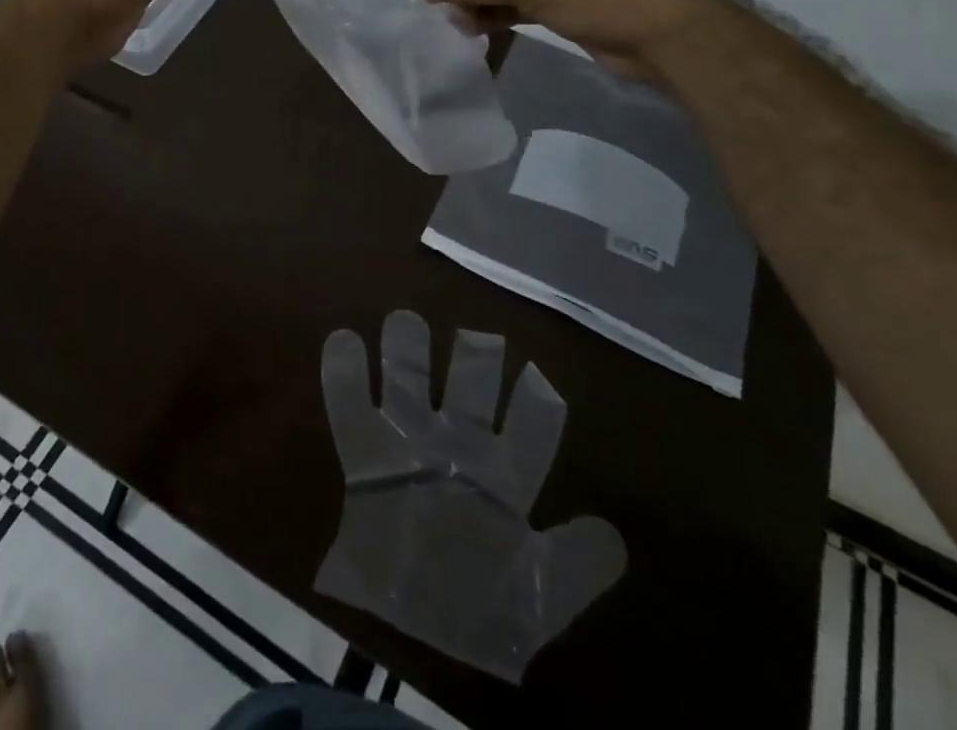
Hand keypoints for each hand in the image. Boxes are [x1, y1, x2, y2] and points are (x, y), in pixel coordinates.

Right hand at [315, 310, 626, 681]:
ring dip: (405, 349)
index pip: (530, 426)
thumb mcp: (537, 599)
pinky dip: (344, 374)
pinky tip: (344, 340)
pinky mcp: (364, 456)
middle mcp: (458, 446)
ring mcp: (409, 445)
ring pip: (409, 379)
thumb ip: (574, 566)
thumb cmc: (482, 612)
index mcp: (503, 476)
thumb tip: (612, 536)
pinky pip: (349, 406)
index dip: (536, 402)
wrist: (411, 635)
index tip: (536, 375)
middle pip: (470, 386)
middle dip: (473, 356)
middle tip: (474, 337)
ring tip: (404, 321)